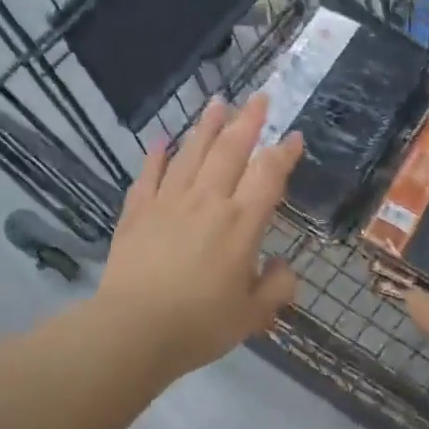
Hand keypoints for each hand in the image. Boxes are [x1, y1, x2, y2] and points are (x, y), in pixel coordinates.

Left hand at [92, 94, 302, 381]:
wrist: (134, 330)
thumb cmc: (199, 325)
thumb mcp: (252, 316)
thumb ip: (275, 289)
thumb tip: (284, 267)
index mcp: (241, 223)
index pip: (268, 175)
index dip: (284, 152)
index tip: (294, 136)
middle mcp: (207, 201)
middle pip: (230, 150)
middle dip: (247, 121)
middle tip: (258, 98)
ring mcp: (169, 202)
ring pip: (191, 154)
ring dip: (206, 126)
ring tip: (217, 103)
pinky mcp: (137, 212)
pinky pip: (149, 176)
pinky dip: (156, 157)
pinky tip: (160, 140)